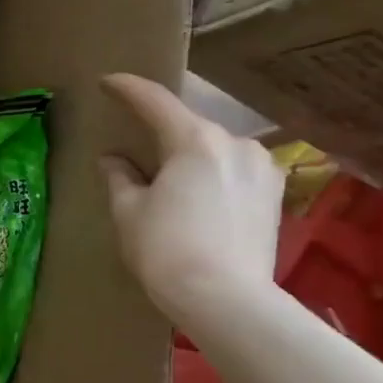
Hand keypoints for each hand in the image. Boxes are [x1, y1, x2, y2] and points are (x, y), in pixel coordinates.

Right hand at [101, 73, 283, 323]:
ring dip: (190, 155)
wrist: (226, 300)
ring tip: (170, 178)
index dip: (127, 89)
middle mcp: (234, 143)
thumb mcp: (128, 211)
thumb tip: (114, 160)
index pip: (154, 101)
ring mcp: (261, 168)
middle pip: (189, 126)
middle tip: (137, 144)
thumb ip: (120, 177)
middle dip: (161, 132)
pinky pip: (235, 171)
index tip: (108, 82)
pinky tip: (199, 196)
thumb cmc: (166, 249)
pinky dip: (213, 174)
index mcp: (194, 140)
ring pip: (215, 149)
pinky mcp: (274, 195)